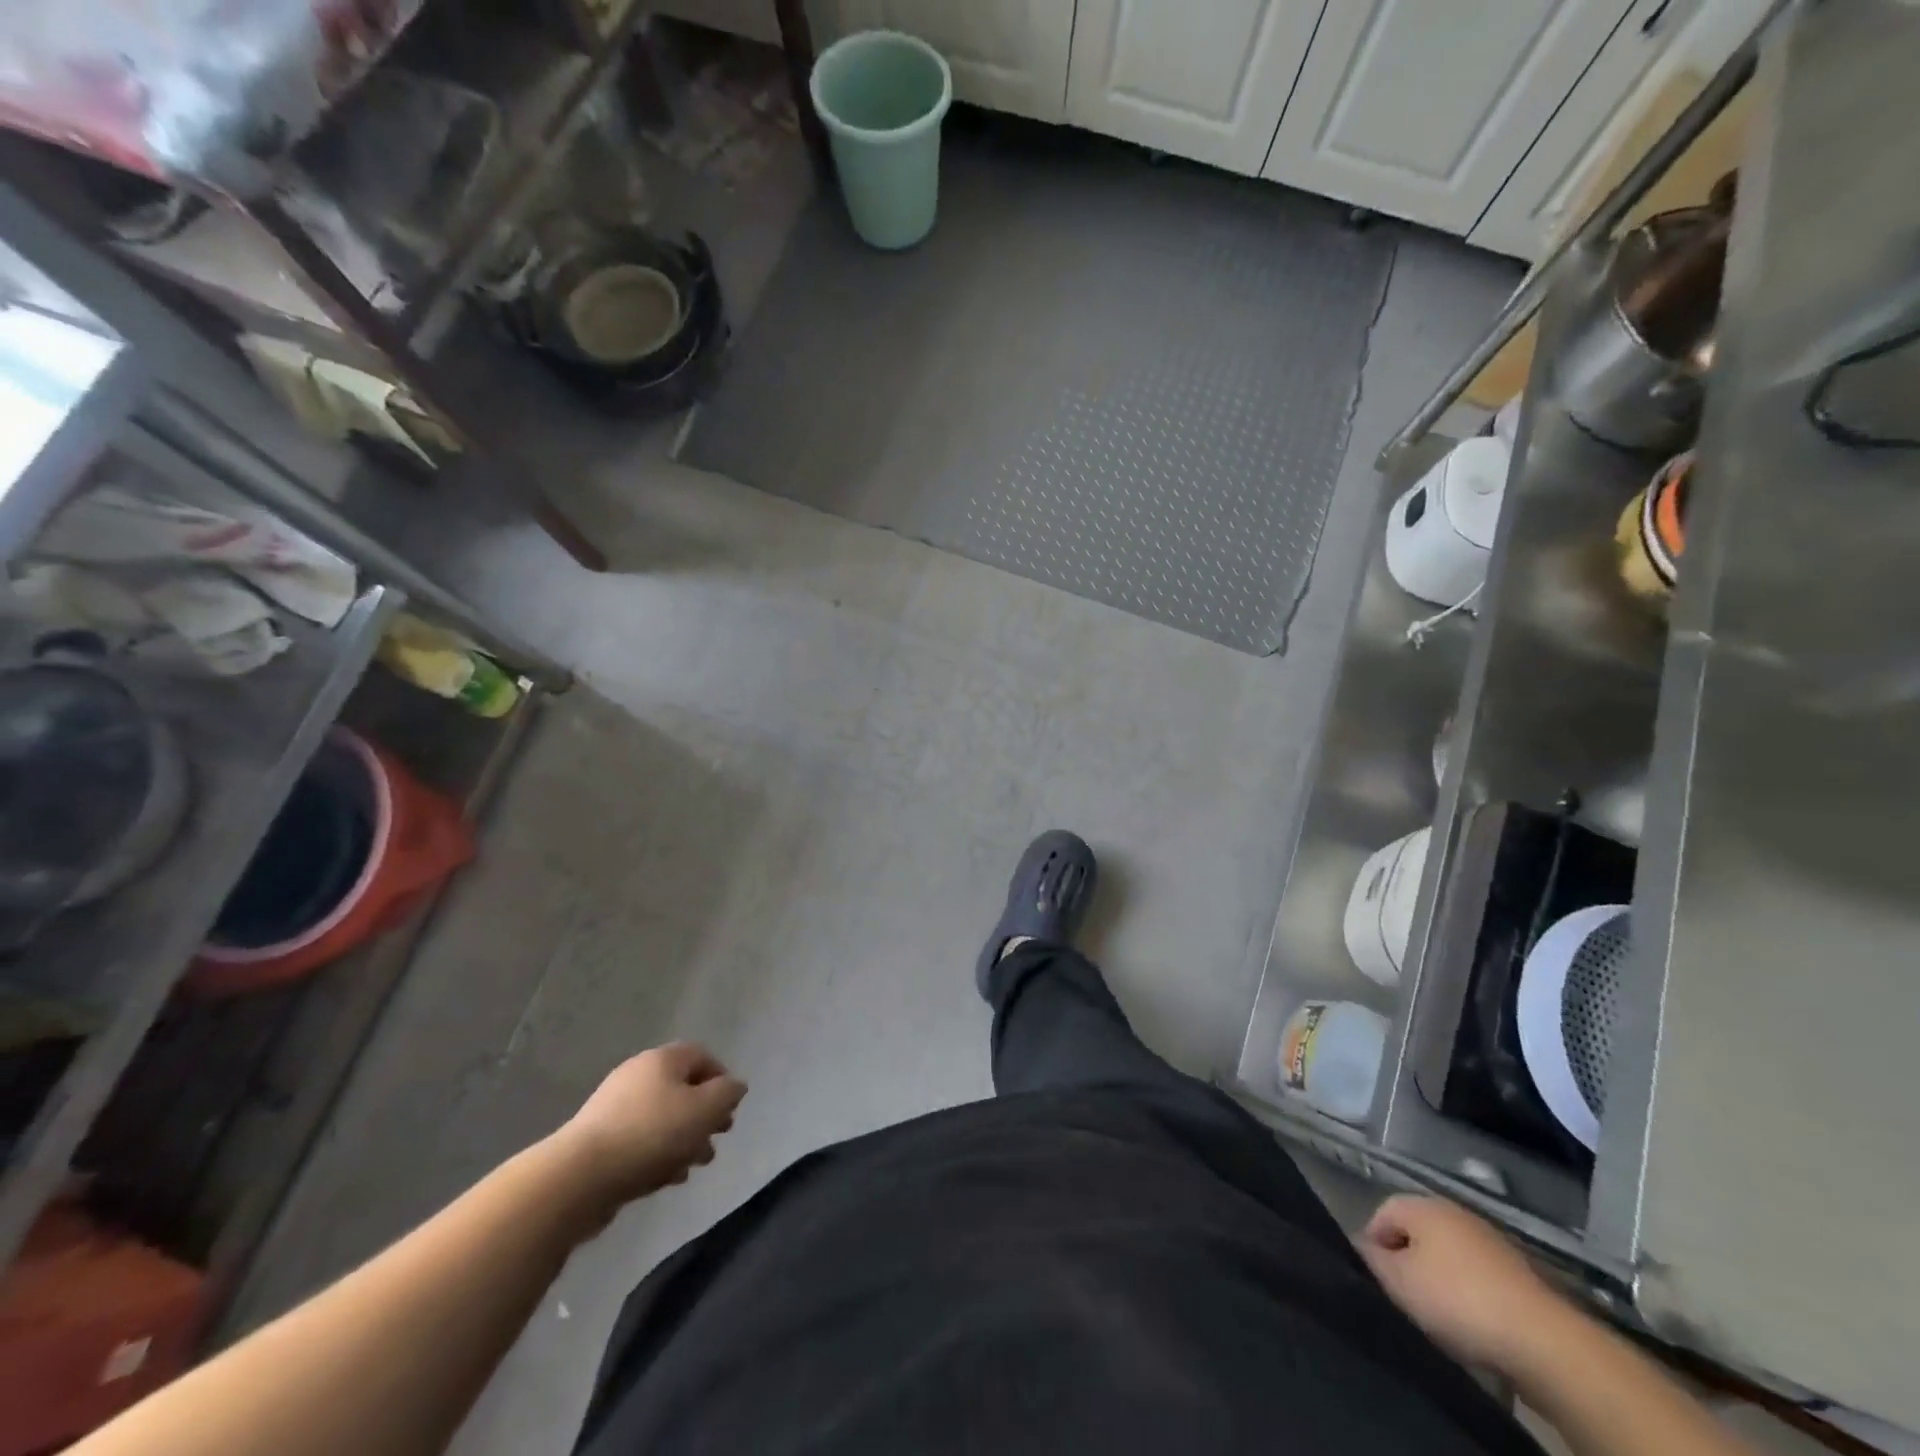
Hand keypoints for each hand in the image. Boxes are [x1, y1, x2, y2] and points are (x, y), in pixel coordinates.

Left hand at [549, 1043, 746, 1219]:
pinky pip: (639, 1141)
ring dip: (684, 1139)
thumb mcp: (705, 1109)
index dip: (721, 1079)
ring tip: (695, 1166)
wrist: (579, 1178)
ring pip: (662, 1118)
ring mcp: (614, 1108)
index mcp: (662, 1059)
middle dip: (704, 1115)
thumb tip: (734, 1086)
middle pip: (681, 1089)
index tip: (730, 1109)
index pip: (701, 1056)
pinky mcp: (599, 1141)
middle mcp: (637, 1075)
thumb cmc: (652, 1134)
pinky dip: (658, 1154)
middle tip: (717, 1138)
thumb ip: (727, 1094)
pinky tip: (666, 1179)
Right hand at [1358, 1194, 1569, 1373]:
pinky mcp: (1519, 1273)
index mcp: (1423, 1204)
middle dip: (1406, 1261)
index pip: (1381, 1213)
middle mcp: (1455, 1211)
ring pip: (1448, 1255)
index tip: (1374, 1280)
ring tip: (1437, 1316)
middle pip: (1416, 1232)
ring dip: (1439, 1279)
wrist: (1543, 1341)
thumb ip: (1371, 1259)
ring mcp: (1491, 1241)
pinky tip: (1472, 1323)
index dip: (1372, 1245)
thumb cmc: (1457, 1300)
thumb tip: (1359, 1245)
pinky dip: (1469, 1293)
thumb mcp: (1398, 1281)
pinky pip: (1478, 1277)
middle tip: (1403, 1298)